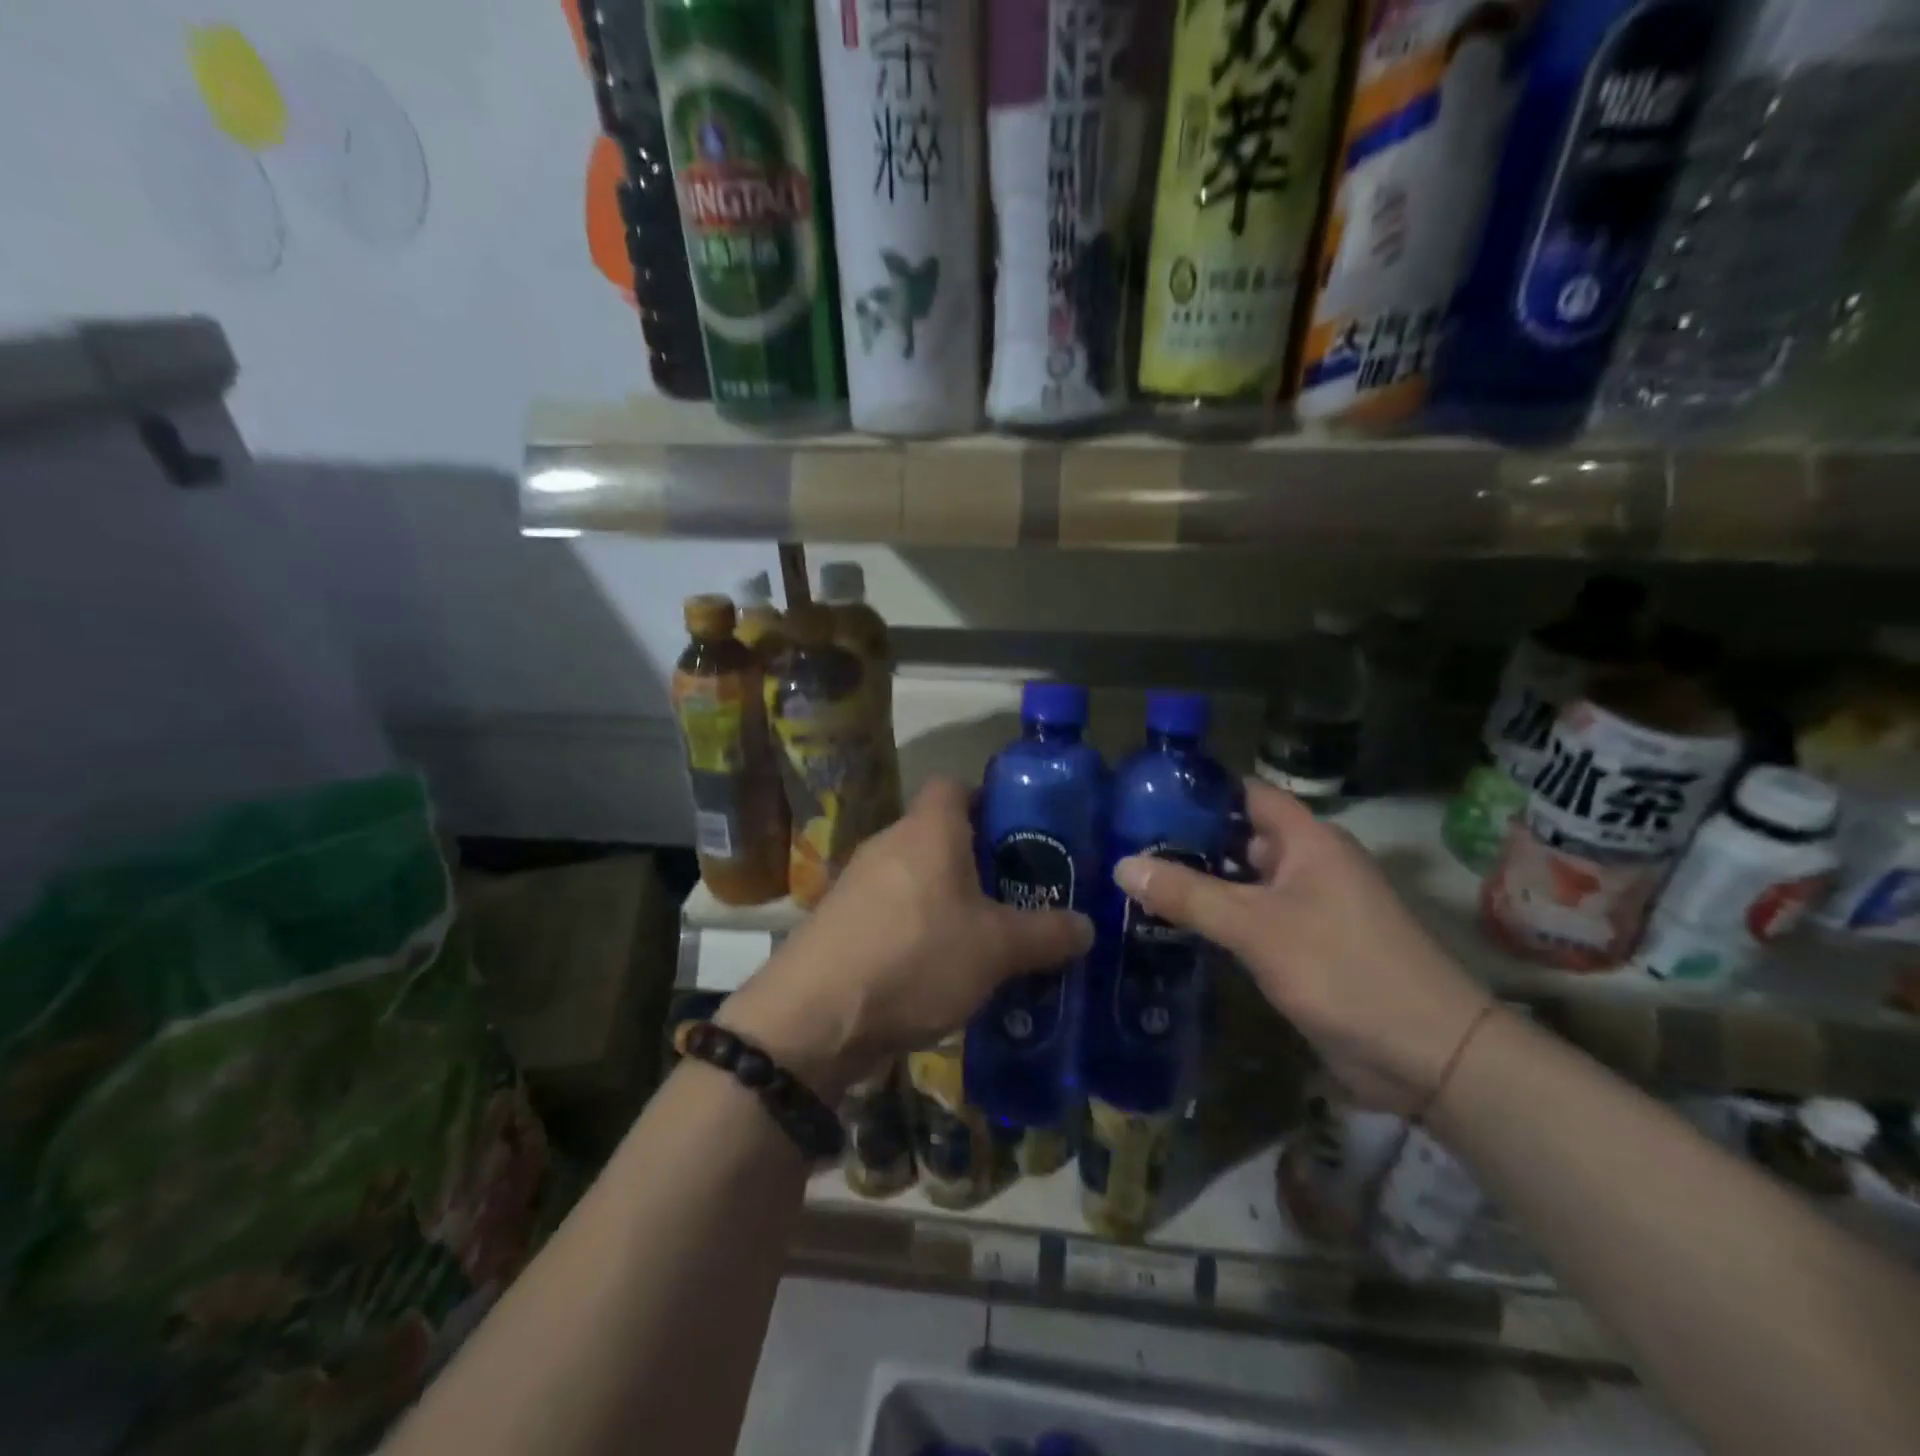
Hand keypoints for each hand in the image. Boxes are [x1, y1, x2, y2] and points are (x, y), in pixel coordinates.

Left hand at [719, 778, 1092, 1098]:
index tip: (1020, 832)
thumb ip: (1046, 933)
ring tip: (987, 936)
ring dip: (948, 899)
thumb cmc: (916, 957)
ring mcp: (858, 883)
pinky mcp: (841, 923)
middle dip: (979, 860)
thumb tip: (1088, 926)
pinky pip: (893, 911)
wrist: (815, 1017)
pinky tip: (941, 969)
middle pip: (939, 835)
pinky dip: (918, 929)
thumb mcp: (996, 949)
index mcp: (928, 830)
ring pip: (916, 876)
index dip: (988, 799)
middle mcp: (889, 843)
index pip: (955, 785)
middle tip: (1018, 893)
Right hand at [1113, 780, 1490, 1112]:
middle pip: (1239, 837)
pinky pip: (1252, 919)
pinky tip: (1173, 926)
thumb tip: (1122, 865)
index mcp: (1308, 840)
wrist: (1429, 1055)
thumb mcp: (1257, 927)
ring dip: (1199, 883)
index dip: (1199, 790)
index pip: (1246, 794)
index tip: (1144, 795)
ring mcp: (1308, 907)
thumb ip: (1189, 895)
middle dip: (1187, 840)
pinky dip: (1218, 918)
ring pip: (1243, 881)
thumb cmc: (1344, 970)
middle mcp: (1309, 863)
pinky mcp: (1305, 946)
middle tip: (1125, 843)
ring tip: (1136, 881)